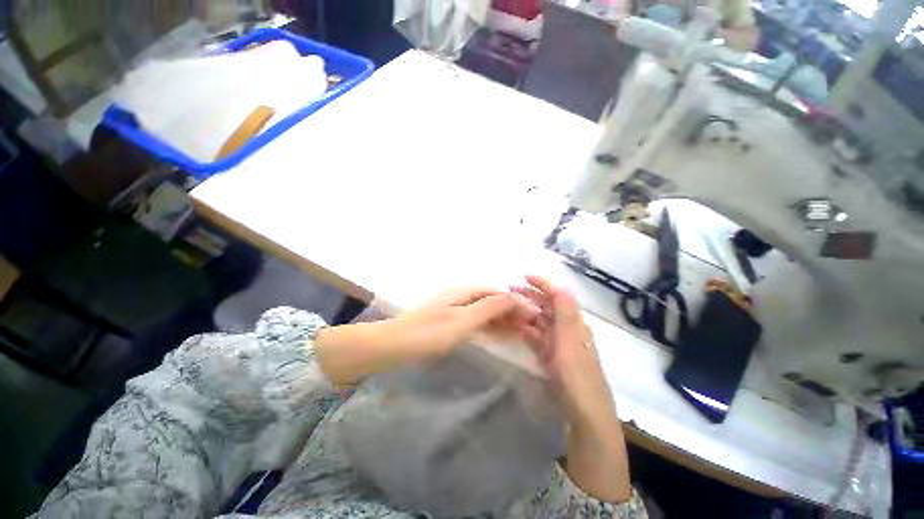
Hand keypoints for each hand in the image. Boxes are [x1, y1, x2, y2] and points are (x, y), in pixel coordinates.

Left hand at [315, 287, 538, 384]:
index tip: (534, 317)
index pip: (498, 292)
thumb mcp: (463, 321)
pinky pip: (477, 321)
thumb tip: (515, 296)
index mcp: (466, 291)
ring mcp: (456, 309)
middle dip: (512, 311)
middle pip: (493, 300)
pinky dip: (490, 327)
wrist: (394, 345)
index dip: (516, 302)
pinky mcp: (451, 321)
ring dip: (503, 319)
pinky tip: (500, 335)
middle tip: (531, 328)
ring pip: (486, 311)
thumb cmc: (429, 333)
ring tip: (521, 332)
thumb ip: (489, 308)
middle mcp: (463, 295)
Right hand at [513, 276, 631, 502]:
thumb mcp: (570, 342)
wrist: (585, 414)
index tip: (524, 276)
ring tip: (509, 307)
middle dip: (531, 295)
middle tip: (510, 290)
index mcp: (575, 323)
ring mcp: (560, 344)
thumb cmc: (577, 376)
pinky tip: (518, 329)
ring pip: (541, 321)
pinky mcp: (553, 357)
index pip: (559, 295)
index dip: (544, 283)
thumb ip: (564, 314)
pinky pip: (538, 338)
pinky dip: (528, 331)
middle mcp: (568, 329)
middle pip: (548, 306)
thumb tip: (559, 286)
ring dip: (527, 312)